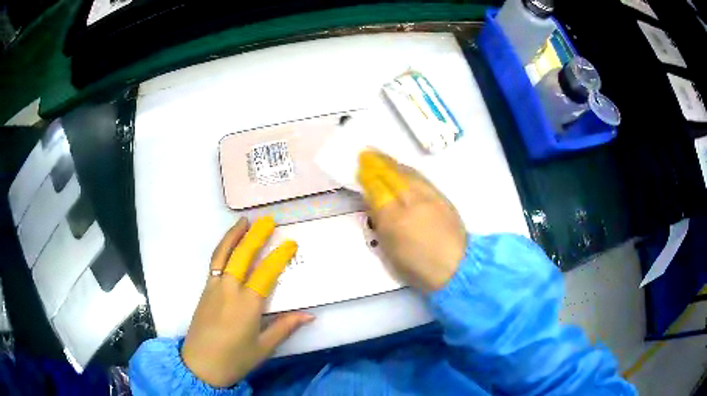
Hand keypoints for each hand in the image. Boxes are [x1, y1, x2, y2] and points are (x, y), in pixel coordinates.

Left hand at [181, 217, 313, 387]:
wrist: (200, 365)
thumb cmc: (235, 359)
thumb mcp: (264, 347)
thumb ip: (285, 327)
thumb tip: (309, 315)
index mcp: (247, 305)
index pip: (266, 273)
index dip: (279, 257)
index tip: (290, 243)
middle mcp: (229, 290)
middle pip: (241, 256)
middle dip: (255, 236)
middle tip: (267, 221)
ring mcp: (213, 288)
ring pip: (222, 255)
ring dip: (233, 236)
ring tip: (243, 221)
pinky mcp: (204, 291)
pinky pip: (214, 263)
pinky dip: (222, 249)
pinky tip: (229, 246)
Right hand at [357, 151, 466, 291]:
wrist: (457, 267)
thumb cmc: (418, 268)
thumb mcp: (391, 252)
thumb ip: (381, 224)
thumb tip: (374, 202)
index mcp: (395, 221)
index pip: (378, 191)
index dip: (368, 178)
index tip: (359, 168)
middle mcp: (412, 204)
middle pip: (393, 176)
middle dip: (378, 163)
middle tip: (366, 153)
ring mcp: (430, 198)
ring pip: (409, 174)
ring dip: (393, 163)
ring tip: (382, 157)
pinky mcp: (443, 198)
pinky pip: (421, 178)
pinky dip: (409, 170)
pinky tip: (404, 169)